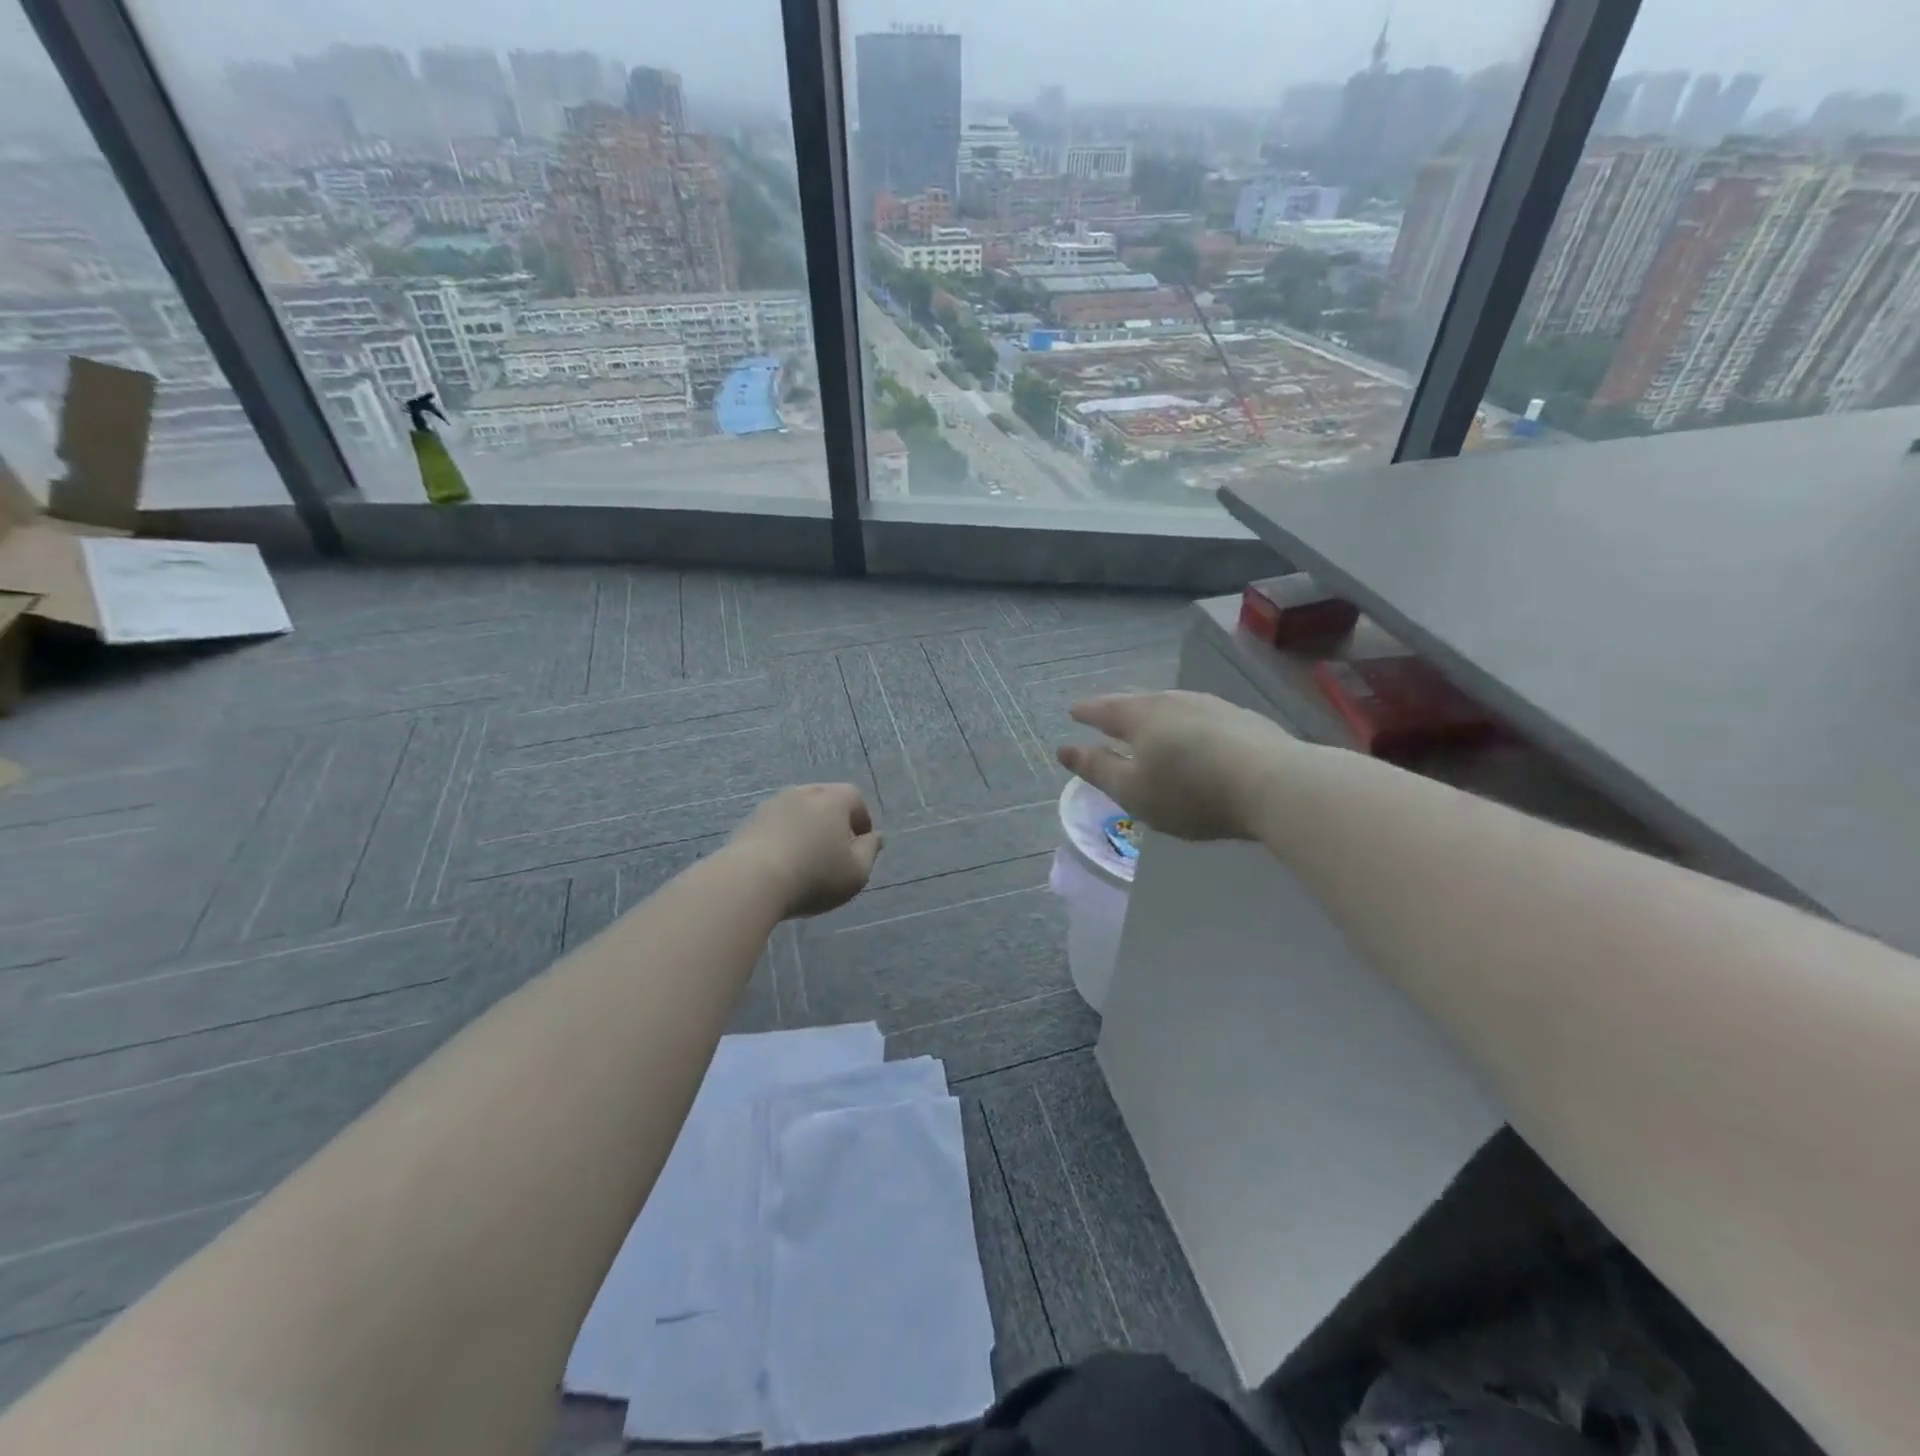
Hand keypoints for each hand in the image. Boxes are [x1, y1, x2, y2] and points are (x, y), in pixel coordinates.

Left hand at [728, 783, 882, 917]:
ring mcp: (772, 804)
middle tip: (835, 853)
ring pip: (798, 813)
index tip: (860, 846)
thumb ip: (871, 851)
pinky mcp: (749, 822)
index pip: (855, 799)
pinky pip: (776, 826)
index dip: (862, 821)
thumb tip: (875, 837)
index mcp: (833, 798)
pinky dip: (783, 839)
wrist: (751, 881)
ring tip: (806, 861)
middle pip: (825, 802)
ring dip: (806, 830)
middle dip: (833, 823)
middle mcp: (803, 792)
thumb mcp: (857, 871)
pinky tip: (782, 865)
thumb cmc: (814, 875)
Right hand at [1056, 691, 1292, 841]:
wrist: (1273, 783)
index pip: (1104, 709)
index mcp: (1141, 716)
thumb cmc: (1190, 791)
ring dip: (1154, 716)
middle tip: (1105, 715)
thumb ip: (1097, 769)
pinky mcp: (1242, 720)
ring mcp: (1212, 706)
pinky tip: (1193, 737)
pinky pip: (1199, 717)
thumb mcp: (1133, 791)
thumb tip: (1065, 749)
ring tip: (1147, 725)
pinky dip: (1185, 725)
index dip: (1086, 712)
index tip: (1073, 712)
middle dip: (1118, 709)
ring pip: (1172, 706)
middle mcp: (1174, 701)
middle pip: (1138, 702)